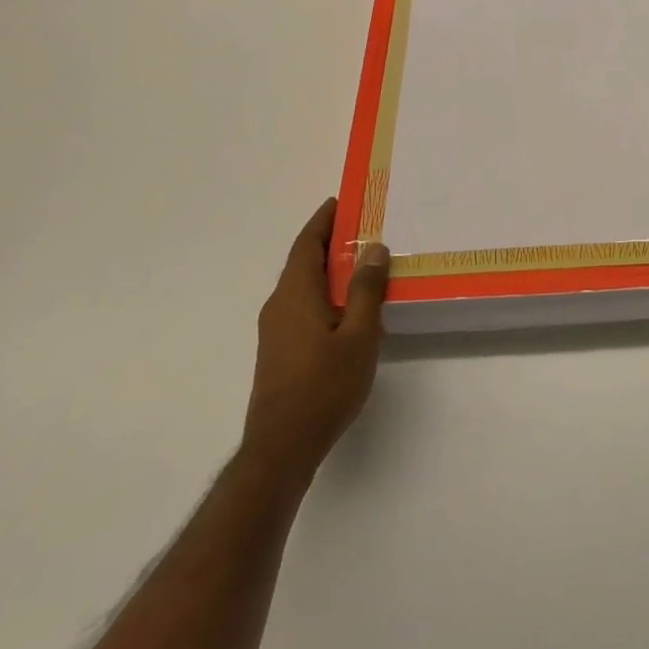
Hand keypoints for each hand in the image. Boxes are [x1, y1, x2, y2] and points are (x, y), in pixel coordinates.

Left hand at [240, 198, 389, 494]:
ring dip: (328, 269)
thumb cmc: (324, 385)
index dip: (323, 220)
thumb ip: (365, 289)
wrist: (282, 447)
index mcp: (295, 294)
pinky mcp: (279, 350)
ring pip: (303, 286)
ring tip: (363, 263)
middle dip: (329, 241)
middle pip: (303, 262)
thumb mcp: (359, 334)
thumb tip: (372, 248)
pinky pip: (303, 305)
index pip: (306, 244)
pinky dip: (325, 292)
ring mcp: (276, 330)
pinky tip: (349, 307)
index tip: (342, 201)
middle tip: (363, 228)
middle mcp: (279, 305)